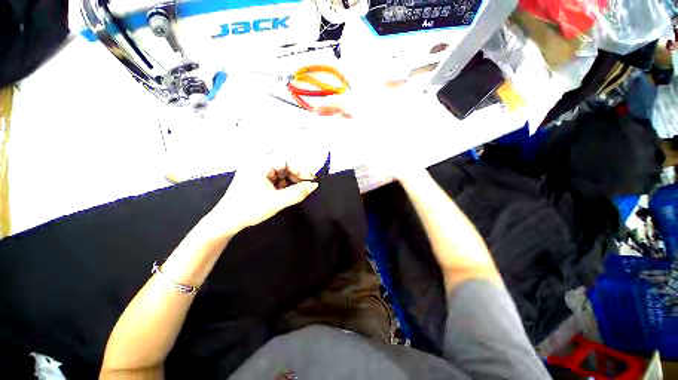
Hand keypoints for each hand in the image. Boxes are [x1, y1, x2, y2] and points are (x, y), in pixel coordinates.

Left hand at [205, 162, 318, 234]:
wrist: (227, 222)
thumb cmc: (249, 209)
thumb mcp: (277, 201)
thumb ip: (298, 193)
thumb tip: (314, 185)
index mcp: (259, 163)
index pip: (286, 160)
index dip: (301, 168)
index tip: (312, 179)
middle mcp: (259, 164)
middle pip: (285, 165)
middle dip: (297, 175)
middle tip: (307, 186)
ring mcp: (259, 172)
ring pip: (282, 172)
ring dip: (292, 181)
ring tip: (298, 191)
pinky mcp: (259, 179)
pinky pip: (277, 178)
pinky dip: (285, 185)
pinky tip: (287, 192)